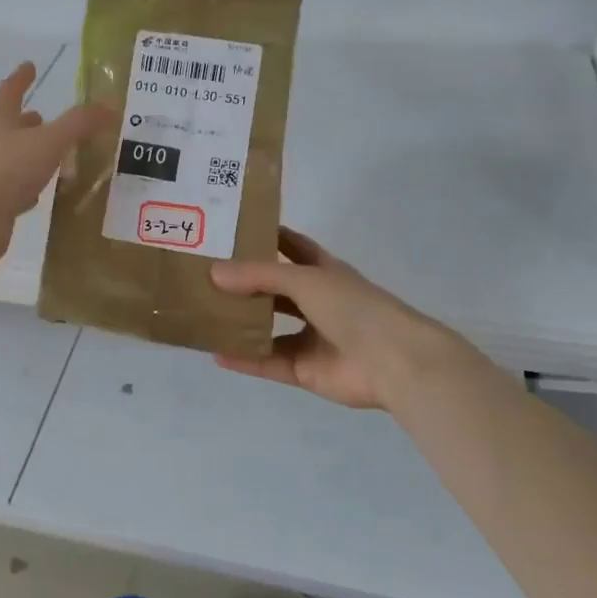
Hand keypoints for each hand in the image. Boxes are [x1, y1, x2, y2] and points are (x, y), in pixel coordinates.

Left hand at [0, 62, 110, 262]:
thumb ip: (79, 123)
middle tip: (43, 115)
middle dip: (26, 120)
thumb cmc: (7, 171)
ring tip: (52, 154)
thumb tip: (109, 106)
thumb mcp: (49, 142)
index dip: (21, 77)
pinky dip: (28, 185)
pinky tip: (41, 192)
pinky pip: (14, 186)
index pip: (10, 90)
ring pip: (12, 156)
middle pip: (8, 124)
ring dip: (29, 152)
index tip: (30, 65)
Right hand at [210, 228, 489, 408]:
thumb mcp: (304, 279)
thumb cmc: (353, 307)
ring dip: (240, 323)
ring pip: (268, 328)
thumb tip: (213, 272)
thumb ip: (258, 275)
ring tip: (203, 313)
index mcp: (324, 272)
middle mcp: (316, 302)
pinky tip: (215, 353)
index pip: (293, 247)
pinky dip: (244, 359)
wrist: (394, 361)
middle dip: (244, 283)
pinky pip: (267, 362)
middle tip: (204, 273)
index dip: (269, 236)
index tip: (234, 228)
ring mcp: (311, 338)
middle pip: (274, 290)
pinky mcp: (305, 369)